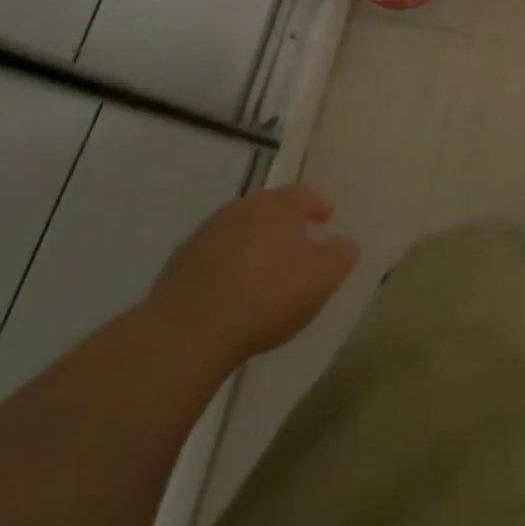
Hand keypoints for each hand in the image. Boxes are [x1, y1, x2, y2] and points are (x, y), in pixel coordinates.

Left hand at [148, 184, 358, 368]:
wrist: (188, 332)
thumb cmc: (267, 296)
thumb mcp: (323, 278)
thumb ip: (341, 254)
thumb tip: (344, 243)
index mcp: (279, 205)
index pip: (305, 193)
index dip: (318, 205)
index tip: (326, 218)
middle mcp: (243, 208)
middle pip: (270, 208)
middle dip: (284, 224)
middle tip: (296, 245)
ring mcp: (207, 233)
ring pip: (240, 230)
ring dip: (253, 244)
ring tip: (263, 271)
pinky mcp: (180, 262)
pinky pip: (214, 256)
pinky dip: (227, 265)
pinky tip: (231, 291)